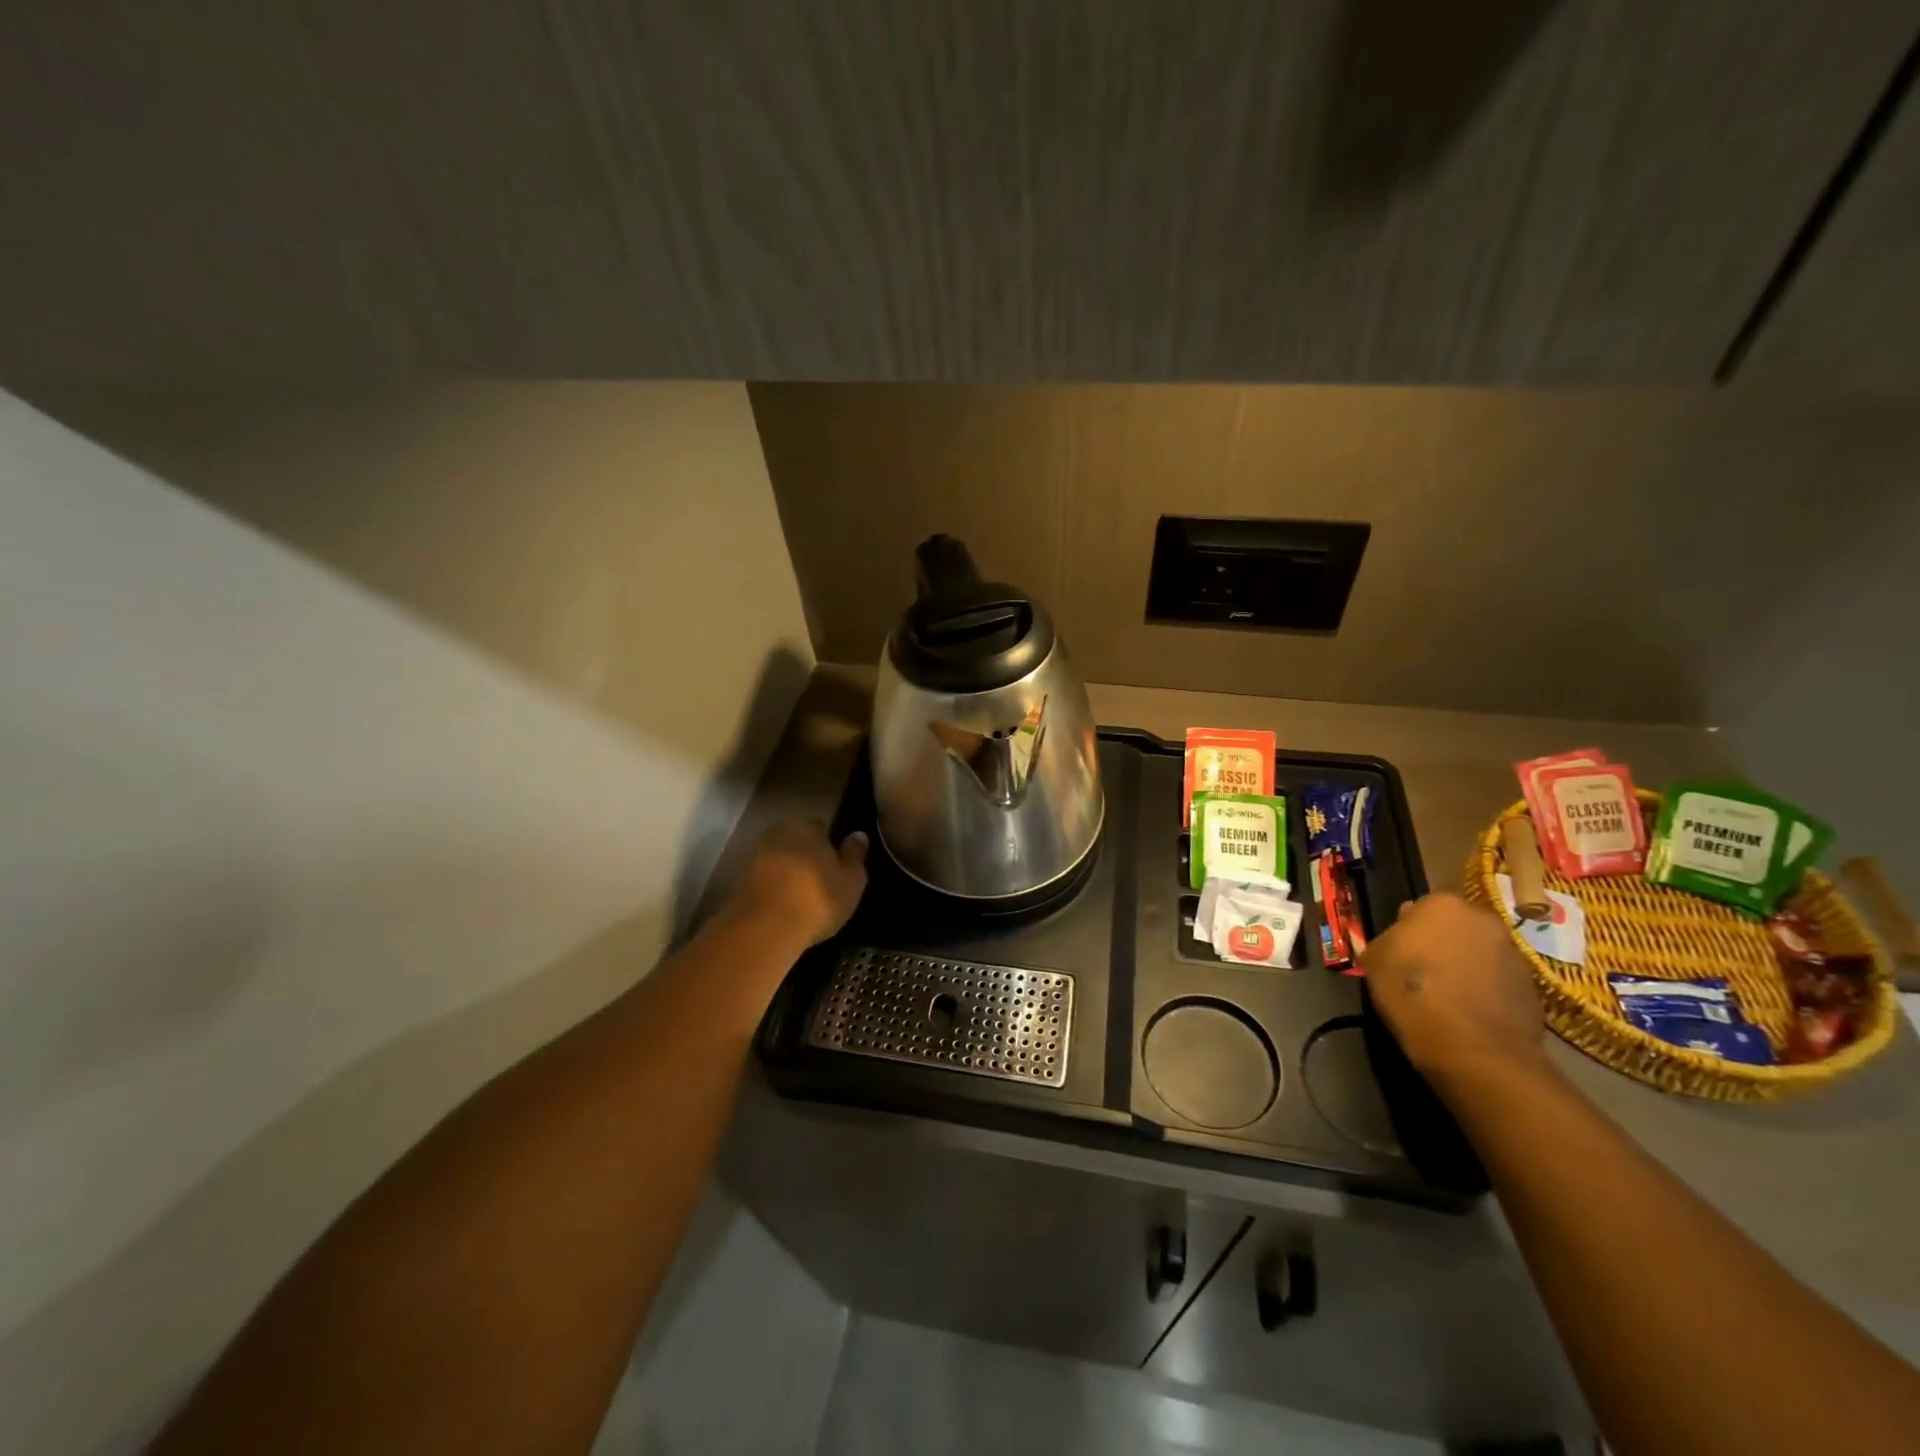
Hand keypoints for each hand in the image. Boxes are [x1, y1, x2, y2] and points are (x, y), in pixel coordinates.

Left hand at [724, 819, 868, 948]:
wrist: (765, 928)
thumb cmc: (818, 897)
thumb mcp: (851, 879)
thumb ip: (855, 855)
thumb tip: (858, 835)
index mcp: (806, 825)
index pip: (821, 828)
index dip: (830, 846)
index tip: (837, 867)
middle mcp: (777, 833)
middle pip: (797, 842)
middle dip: (807, 858)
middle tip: (822, 884)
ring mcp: (753, 857)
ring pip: (779, 862)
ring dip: (788, 875)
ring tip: (803, 901)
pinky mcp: (738, 883)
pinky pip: (765, 882)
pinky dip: (774, 891)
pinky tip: (784, 910)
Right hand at [1360, 893, 1549, 1092]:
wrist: (1475, 1048)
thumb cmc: (1412, 993)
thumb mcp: (1374, 961)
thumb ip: (1387, 940)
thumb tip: (1398, 940)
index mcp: (1442, 904)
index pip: (1419, 909)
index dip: (1407, 931)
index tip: (1400, 953)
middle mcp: (1482, 919)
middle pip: (1454, 926)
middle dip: (1440, 943)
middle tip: (1422, 970)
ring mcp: (1513, 952)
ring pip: (1478, 952)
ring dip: (1465, 965)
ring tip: (1446, 995)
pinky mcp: (1532, 986)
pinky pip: (1498, 979)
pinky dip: (1484, 989)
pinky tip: (1467, 1011)